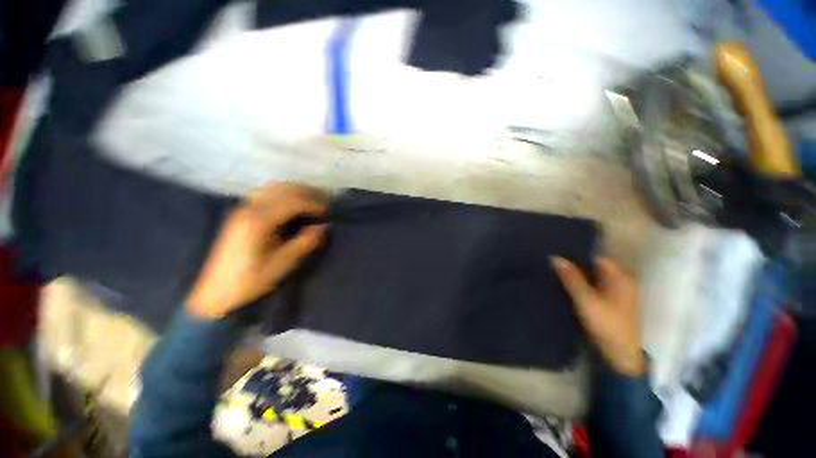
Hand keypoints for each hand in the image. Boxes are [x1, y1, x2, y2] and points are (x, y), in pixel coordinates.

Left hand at [186, 183, 327, 320]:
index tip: (329, 212)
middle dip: (307, 194)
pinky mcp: (240, 213)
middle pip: (283, 190)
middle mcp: (249, 209)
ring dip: (295, 191)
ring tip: (311, 201)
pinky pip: (265, 193)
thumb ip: (305, 242)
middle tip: (324, 204)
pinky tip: (291, 204)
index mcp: (259, 221)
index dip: (314, 204)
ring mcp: (243, 208)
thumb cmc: (251, 280)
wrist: (216, 292)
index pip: (293, 201)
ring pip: (273, 188)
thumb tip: (324, 226)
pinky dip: (282, 194)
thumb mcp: (283, 263)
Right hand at [551, 256, 644, 376]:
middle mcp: (623, 280)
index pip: (595, 257)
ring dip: (578, 275)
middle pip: (594, 266)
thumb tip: (555, 257)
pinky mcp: (614, 301)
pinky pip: (595, 285)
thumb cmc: (606, 324)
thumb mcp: (585, 300)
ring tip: (556, 271)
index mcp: (621, 276)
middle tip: (553, 263)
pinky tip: (568, 285)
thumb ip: (571, 278)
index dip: (575, 255)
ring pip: (594, 276)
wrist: (620, 354)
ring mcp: (620, 291)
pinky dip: (583, 284)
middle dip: (575, 265)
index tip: (556, 254)